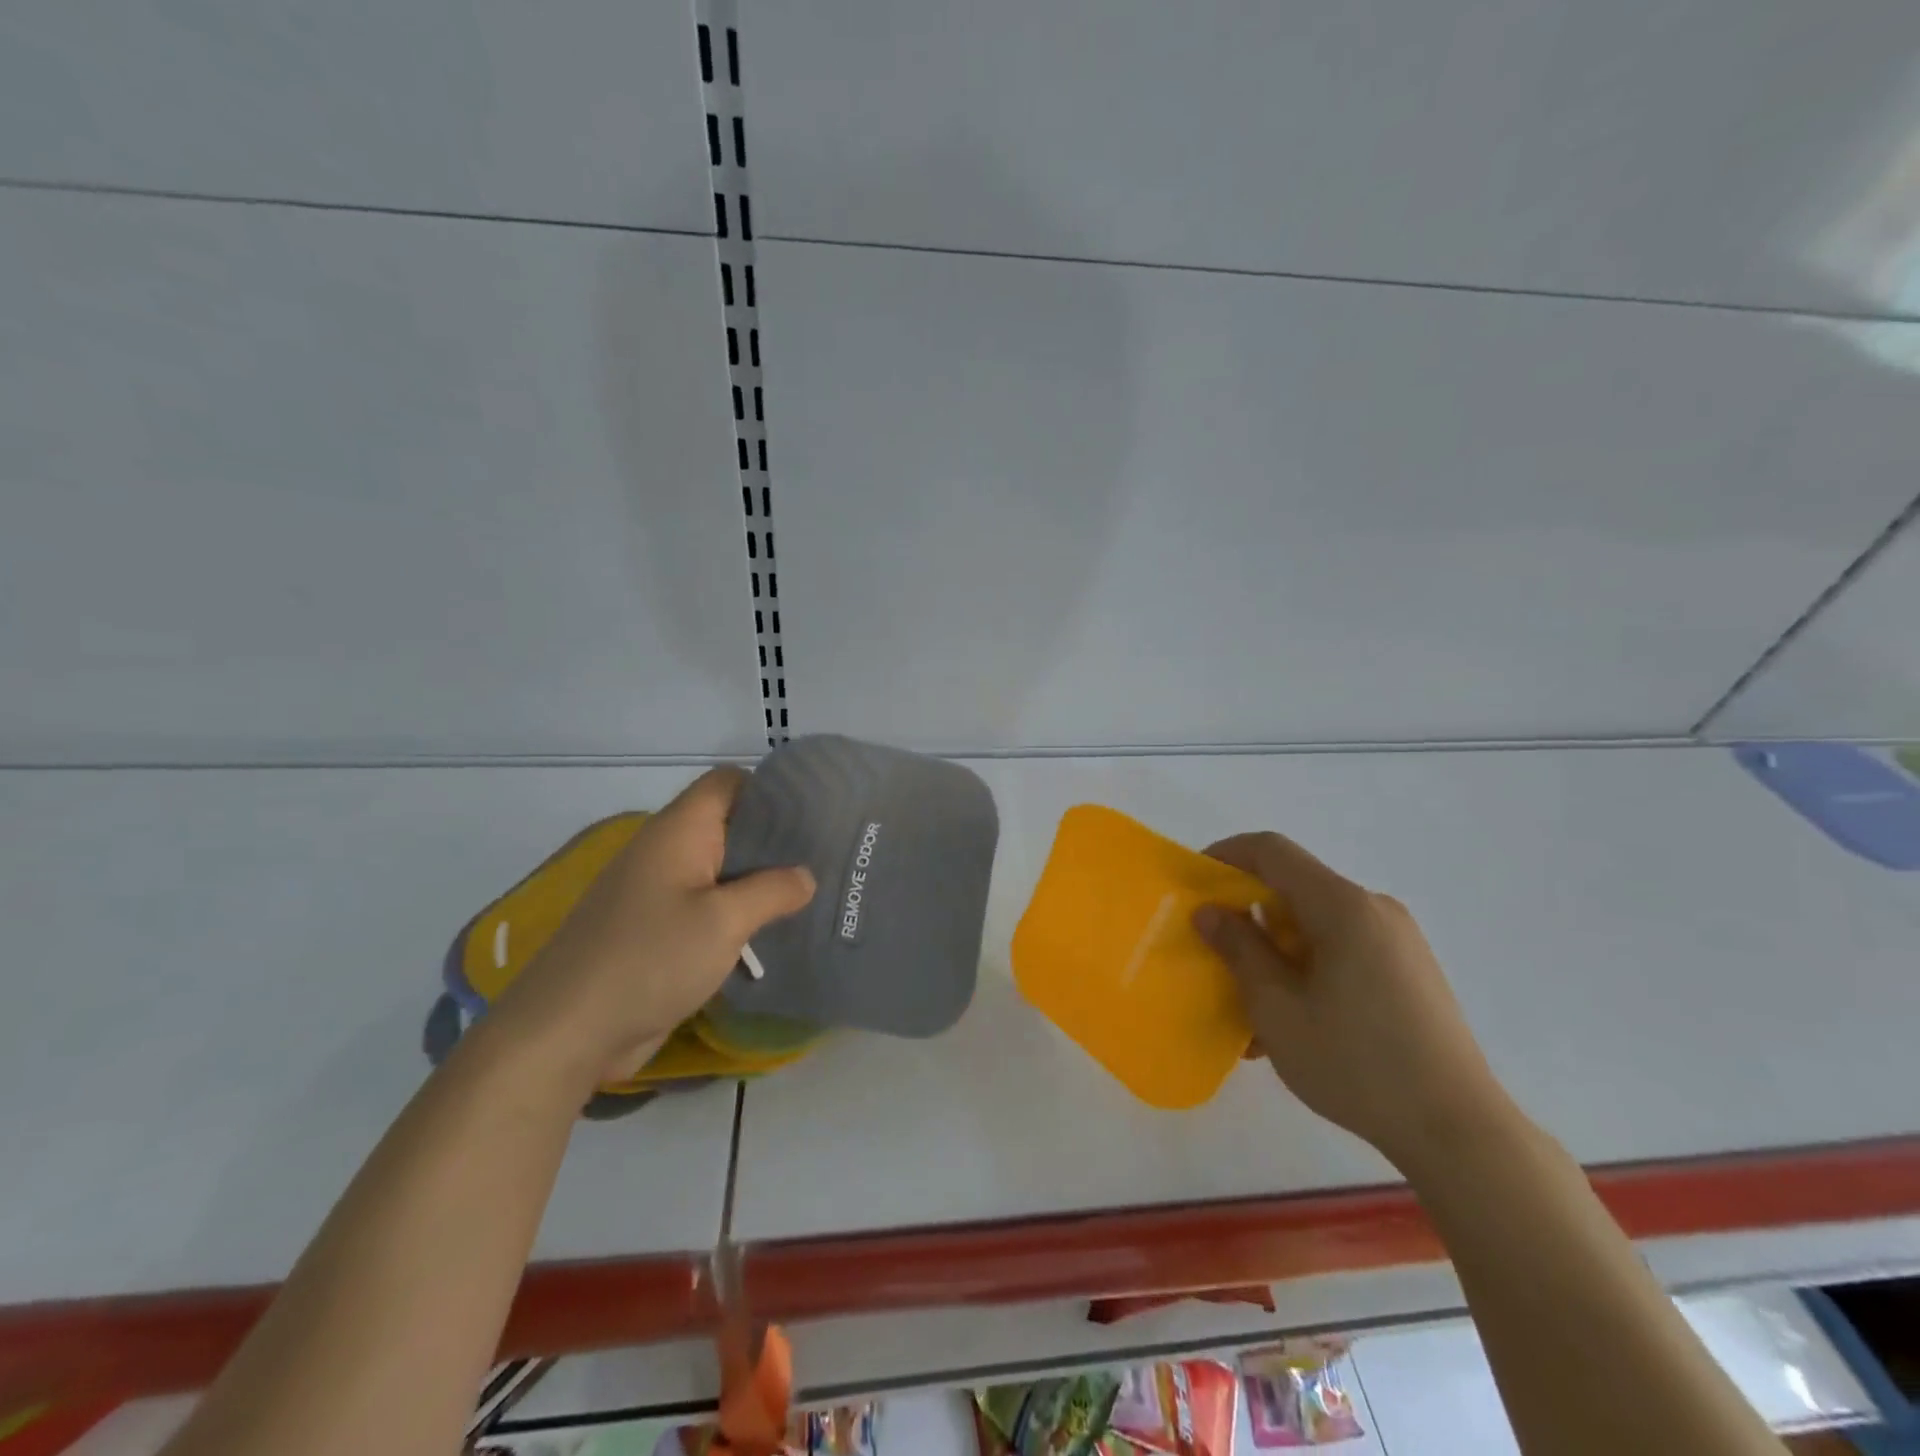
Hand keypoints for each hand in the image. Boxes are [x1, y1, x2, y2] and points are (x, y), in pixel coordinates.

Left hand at [489, 767, 815, 1089]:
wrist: (566, 1032)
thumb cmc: (649, 959)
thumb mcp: (724, 921)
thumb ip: (772, 891)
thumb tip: (805, 876)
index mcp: (679, 831)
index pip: (729, 782)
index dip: (770, 789)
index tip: (814, 814)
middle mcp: (667, 851)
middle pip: (729, 825)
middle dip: (775, 840)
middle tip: (826, 858)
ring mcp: (658, 892)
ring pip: (721, 870)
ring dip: (759, 882)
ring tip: (809, 895)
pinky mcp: (656, 930)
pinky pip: (706, 907)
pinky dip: (737, 914)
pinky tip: (771, 933)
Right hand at [1193, 832, 1510, 1170]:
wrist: (1460, 1133)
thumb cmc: (1356, 1064)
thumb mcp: (1277, 1008)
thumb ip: (1239, 949)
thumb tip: (1210, 911)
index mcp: (1343, 907)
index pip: (1272, 851)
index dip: (1226, 856)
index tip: (1194, 885)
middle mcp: (1374, 910)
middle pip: (1295, 888)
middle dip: (1248, 915)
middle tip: (1217, 955)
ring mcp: (1398, 941)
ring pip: (1316, 925)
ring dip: (1275, 951)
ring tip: (1252, 1007)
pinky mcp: (1410, 972)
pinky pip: (1343, 951)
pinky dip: (1307, 969)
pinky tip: (1294, 1022)